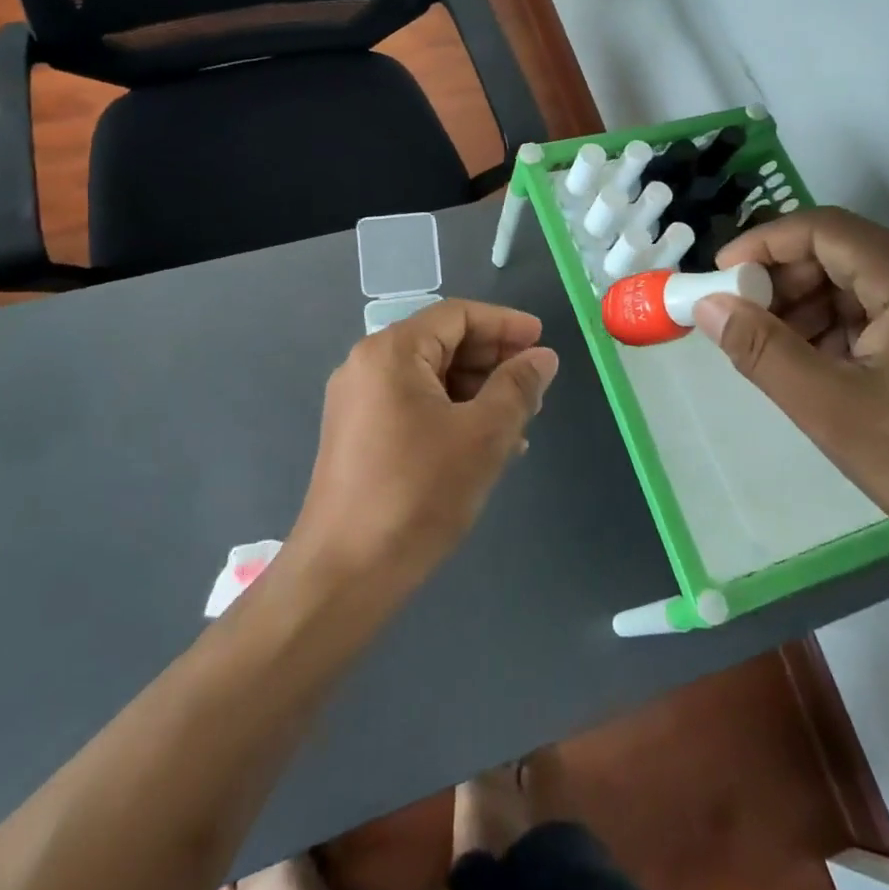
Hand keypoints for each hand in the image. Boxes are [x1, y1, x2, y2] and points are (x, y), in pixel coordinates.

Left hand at [292, 299, 559, 591]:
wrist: (345, 574)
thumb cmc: (418, 492)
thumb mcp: (483, 435)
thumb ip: (518, 387)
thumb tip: (542, 357)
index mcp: (391, 351)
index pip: (457, 315)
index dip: (505, 325)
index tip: (543, 342)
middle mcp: (367, 365)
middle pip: (442, 343)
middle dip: (493, 360)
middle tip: (536, 385)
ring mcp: (358, 402)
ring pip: (430, 378)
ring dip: (477, 391)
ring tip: (519, 420)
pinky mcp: (358, 436)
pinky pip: (414, 406)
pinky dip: (452, 413)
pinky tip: (485, 444)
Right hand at [697, 207, 888, 593]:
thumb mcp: (830, 409)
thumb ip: (762, 350)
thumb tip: (707, 306)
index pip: (825, 229)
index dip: (763, 245)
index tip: (720, 278)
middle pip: (844, 252)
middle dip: (785, 282)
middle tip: (745, 323)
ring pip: (864, 283)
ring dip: (811, 308)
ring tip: (778, 354)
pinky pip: (888, 311)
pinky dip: (844, 329)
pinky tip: (822, 369)